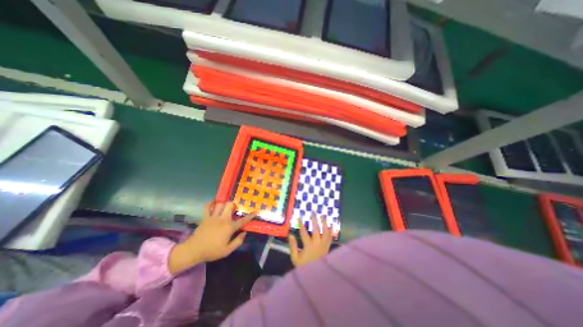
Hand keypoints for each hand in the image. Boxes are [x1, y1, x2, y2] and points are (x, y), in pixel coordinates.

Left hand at [167, 200, 255, 274]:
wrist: (193, 251)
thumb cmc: (212, 251)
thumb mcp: (227, 250)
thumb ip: (238, 241)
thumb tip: (245, 233)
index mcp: (229, 227)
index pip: (243, 220)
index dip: (250, 216)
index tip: (256, 211)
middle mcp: (223, 219)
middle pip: (230, 205)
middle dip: (234, 205)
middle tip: (234, 210)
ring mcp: (213, 217)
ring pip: (220, 204)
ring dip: (224, 204)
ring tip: (225, 207)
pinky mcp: (205, 217)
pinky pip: (207, 206)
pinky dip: (210, 203)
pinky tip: (214, 203)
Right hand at [288, 212, 331, 267]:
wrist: (316, 277)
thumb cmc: (304, 267)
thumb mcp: (295, 258)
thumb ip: (292, 246)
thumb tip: (290, 234)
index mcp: (308, 246)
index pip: (304, 233)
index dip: (301, 225)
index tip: (299, 217)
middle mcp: (317, 244)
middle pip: (316, 229)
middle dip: (314, 220)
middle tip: (313, 212)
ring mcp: (324, 245)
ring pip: (325, 231)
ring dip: (324, 223)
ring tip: (323, 215)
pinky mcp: (328, 247)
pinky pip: (330, 237)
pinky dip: (331, 230)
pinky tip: (331, 224)